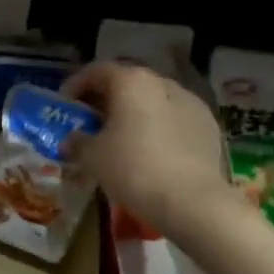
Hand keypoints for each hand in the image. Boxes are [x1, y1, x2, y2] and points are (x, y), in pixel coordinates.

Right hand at [63, 61, 232, 235]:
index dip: (76, 85)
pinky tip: (152, 151)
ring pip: (153, 101)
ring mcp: (191, 102)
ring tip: (122, 138)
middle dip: (106, 100)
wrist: (192, 202)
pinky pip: (174, 119)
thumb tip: (71, 140)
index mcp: (132, 82)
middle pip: (127, 84)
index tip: (65, 105)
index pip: (96, 71)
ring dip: (134, 113)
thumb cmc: (134, 169)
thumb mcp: (93, 157)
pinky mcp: (208, 126)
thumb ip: (77, 142)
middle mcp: (163, 83)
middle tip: (91, 122)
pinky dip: (158, 127)